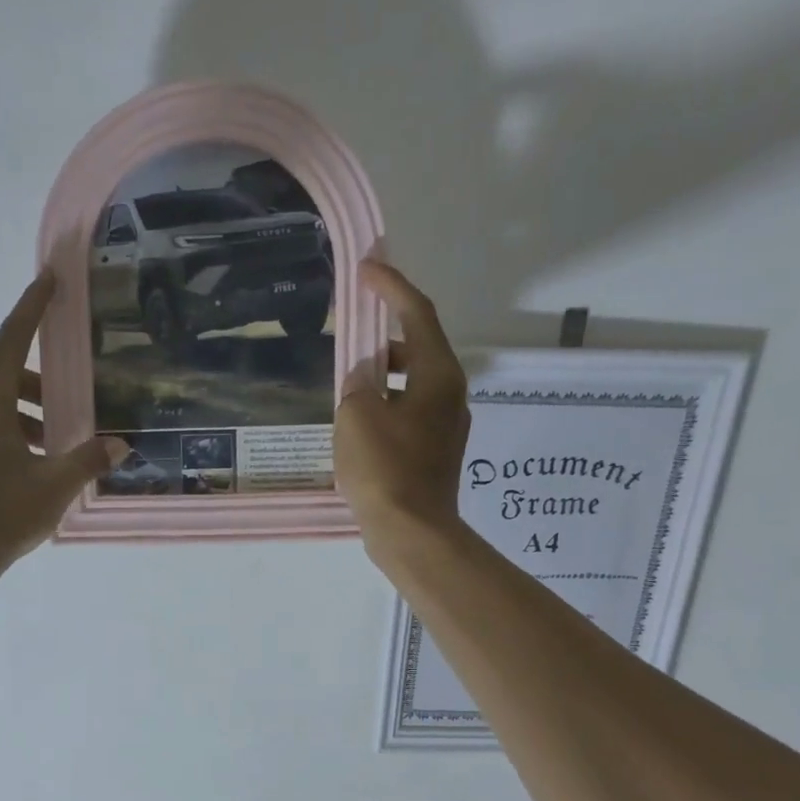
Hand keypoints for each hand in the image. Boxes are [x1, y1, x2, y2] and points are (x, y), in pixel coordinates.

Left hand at [0, 270, 125, 580]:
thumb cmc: (2, 514)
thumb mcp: (55, 485)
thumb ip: (89, 458)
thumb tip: (120, 444)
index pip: (12, 338)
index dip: (33, 306)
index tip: (49, 278)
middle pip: (7, 371)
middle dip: (44, 378)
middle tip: (76, 393)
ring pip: (0, 401)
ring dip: (33, 409)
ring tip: (64, 436)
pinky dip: (20, 428)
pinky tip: (43, 460)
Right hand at [335, 260, 469, 548]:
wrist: (412, 533)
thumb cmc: (384, 469)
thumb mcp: (357, 415)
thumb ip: (358, 383)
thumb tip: (365, 378)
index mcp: (439, 376)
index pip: (417, 315)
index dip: (391, 287)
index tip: (367, 267)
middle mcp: (450, 395)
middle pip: (418, 349)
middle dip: (385, 336)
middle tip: (352, 334)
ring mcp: (446, 427)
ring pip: (413, 384)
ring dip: (383, 376)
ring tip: (349, 385)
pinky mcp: (435, 453)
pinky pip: (409, 414)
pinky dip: (386, 406)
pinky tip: (360, 424)